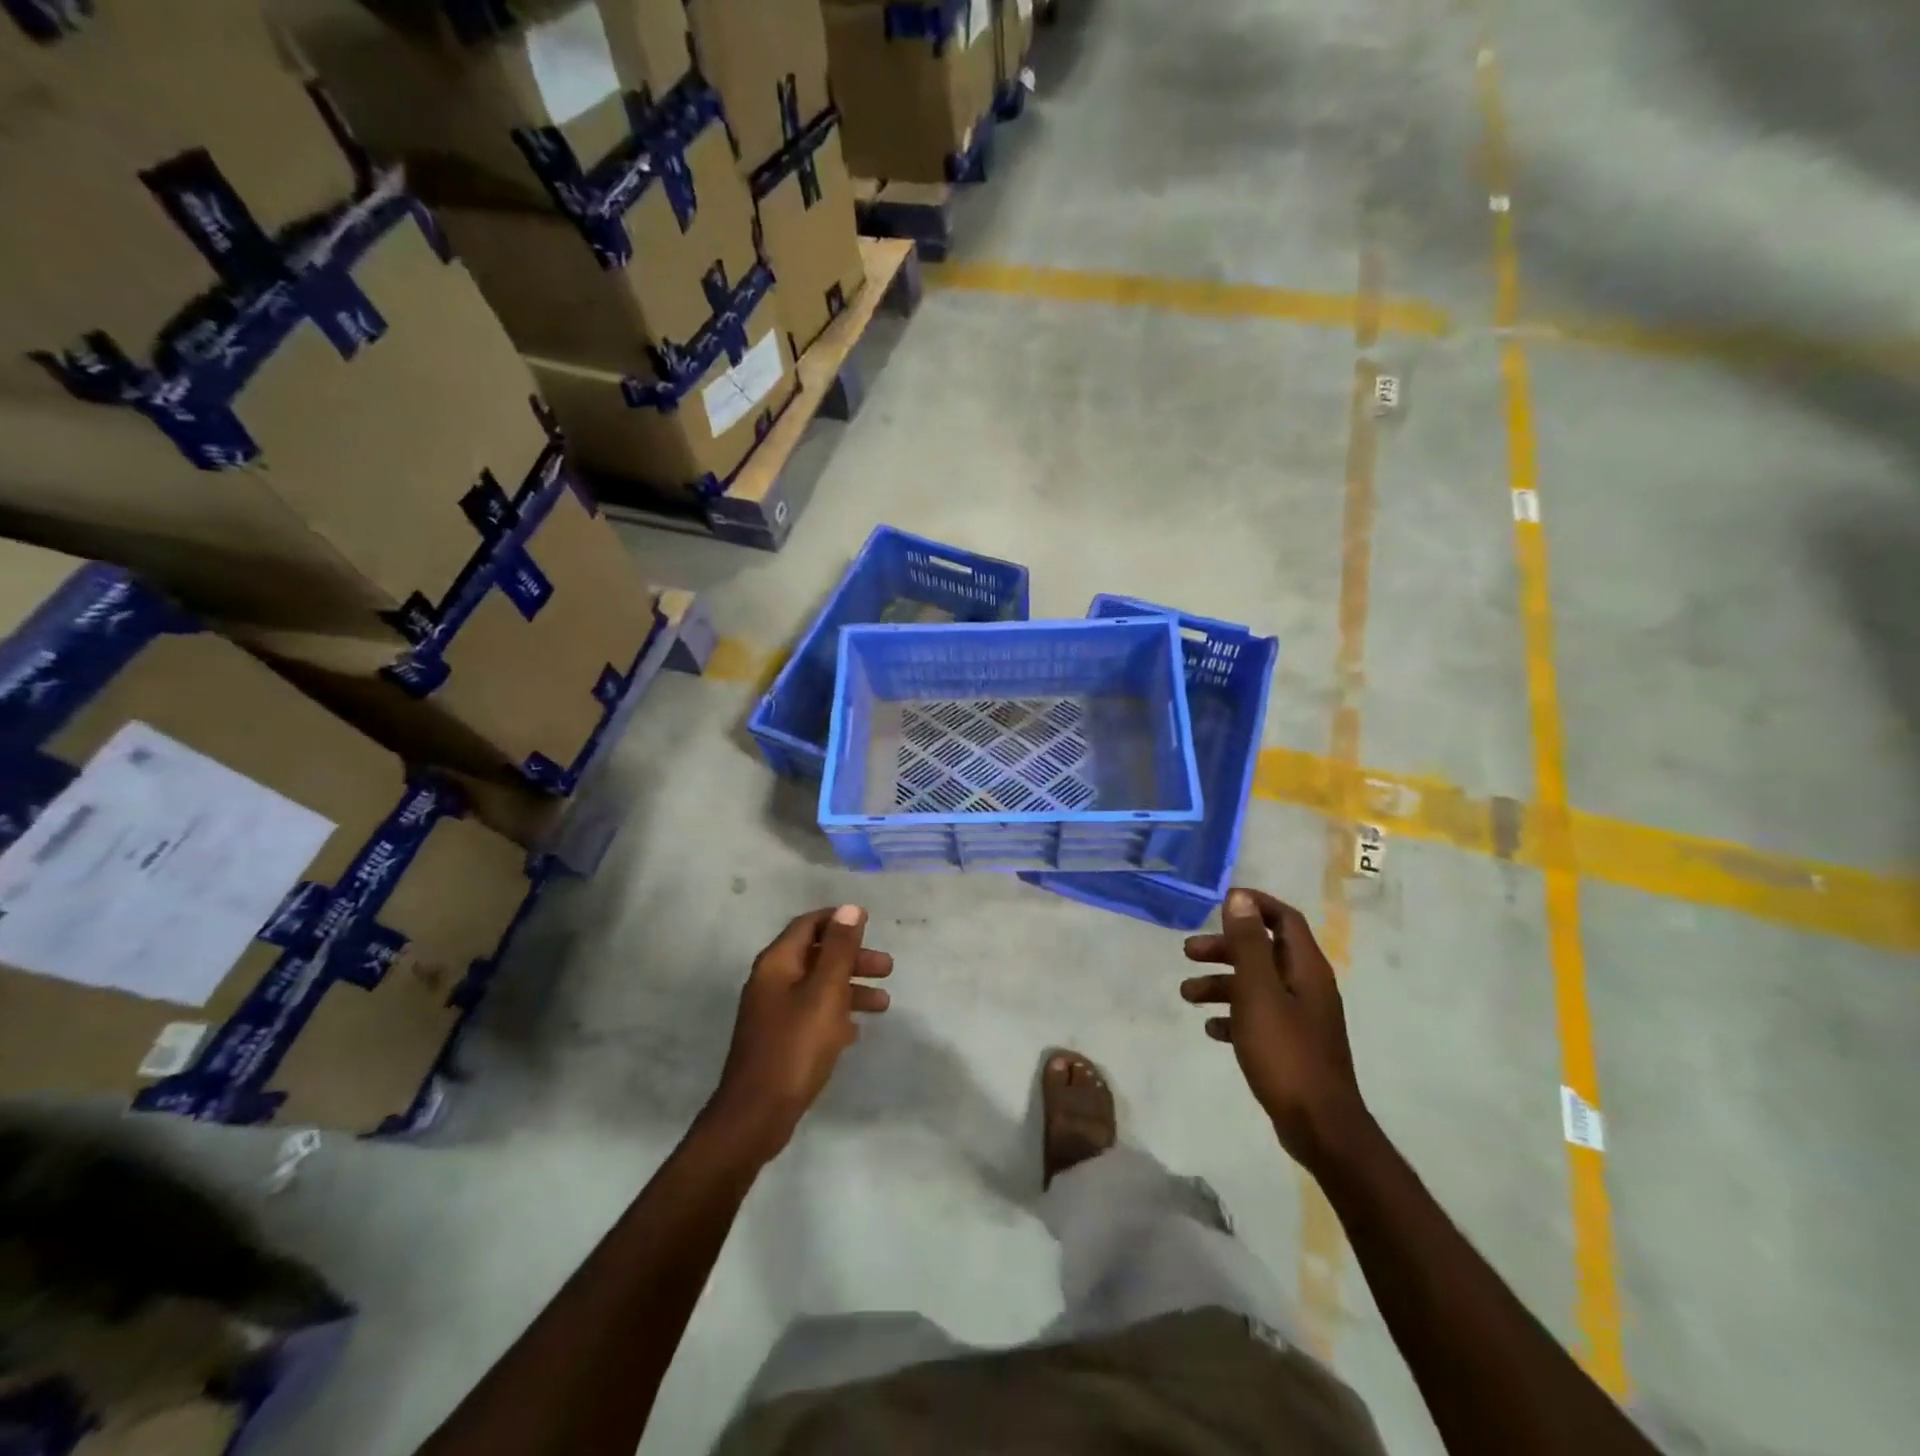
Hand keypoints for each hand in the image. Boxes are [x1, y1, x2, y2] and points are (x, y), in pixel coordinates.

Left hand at [705, 905, 892, 1162]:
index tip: (870, 924)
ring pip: (817, 987)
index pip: (808, 925)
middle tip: (887, 969)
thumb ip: (839, 949)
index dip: (838, 921)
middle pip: (816, 955)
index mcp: (777, 963)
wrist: (756, 1115)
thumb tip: (849, 908)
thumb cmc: (795, 1047)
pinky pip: (812, 1015)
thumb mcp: (825, 993)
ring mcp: (772, 1013)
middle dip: (853, 958)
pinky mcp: (778, 1040)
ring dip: (850, 989)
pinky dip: (836, 1015)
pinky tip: (856, 1031)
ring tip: (883, 1005)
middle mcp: (771, 981)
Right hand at [1181, 888, 1372, 1173]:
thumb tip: (1240, 898)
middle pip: (1264, 951)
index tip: (1219, 904)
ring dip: (1222, 983)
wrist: (1319, 1126)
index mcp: (1305, 968)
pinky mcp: (1292, 1045)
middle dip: (1225, 947)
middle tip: (1188, 952)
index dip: (1254, 905)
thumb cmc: (1285, 1052)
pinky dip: (1234, 1015)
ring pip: (1257, 985)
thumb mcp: (1258, 992)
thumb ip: (1248, 944)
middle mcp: (1307, 986)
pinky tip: (1212, 1029)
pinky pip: (1259, 1017)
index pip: (1284, 918)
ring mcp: (1301, 1017)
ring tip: (1187, 995)